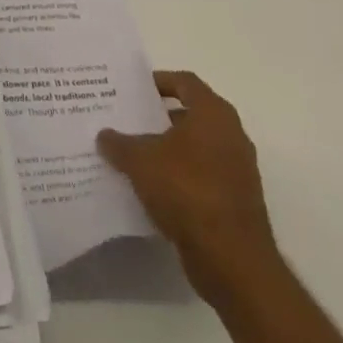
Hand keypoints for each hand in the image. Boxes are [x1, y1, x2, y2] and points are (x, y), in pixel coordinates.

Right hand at [98, 70, 281, 310]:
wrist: (233, 261)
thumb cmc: (187, 191)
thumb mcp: (140, 160)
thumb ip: (119, 143)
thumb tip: (105, 136)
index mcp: (213, 114)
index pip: (186, 82)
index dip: (159, 81)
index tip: (134, 89)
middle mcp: (232, 136)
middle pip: (191, 114)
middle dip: (160, 117)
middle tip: (129, 119)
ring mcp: (238, 171)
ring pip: (197, 147)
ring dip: (170, 148)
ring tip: (135, 153)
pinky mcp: (237, 202)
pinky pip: (203, 176)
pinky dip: (181, 176)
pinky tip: (153, 187)